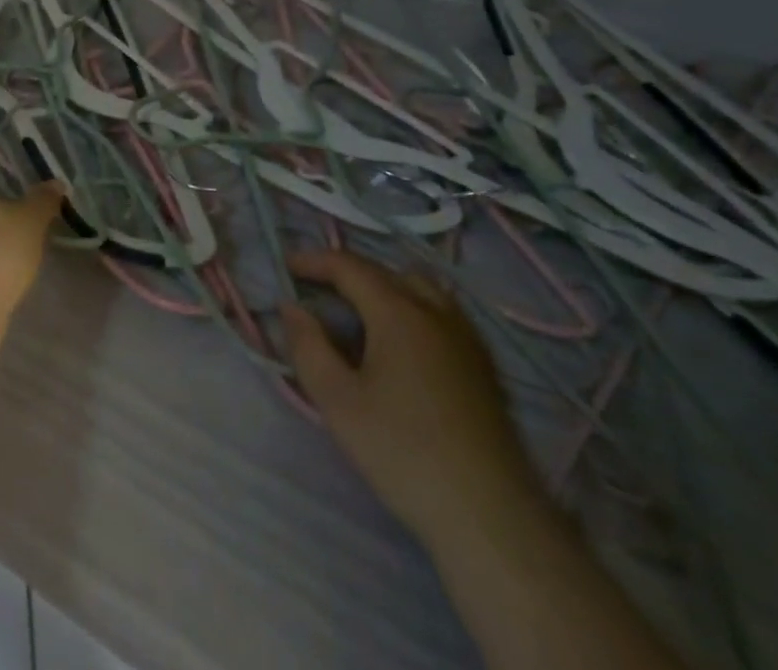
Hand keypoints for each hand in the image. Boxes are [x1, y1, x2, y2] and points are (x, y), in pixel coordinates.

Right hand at [282, 250, 545, 547]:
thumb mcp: (338, 402)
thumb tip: (291, 307)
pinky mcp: (484, 367)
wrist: (491, 517)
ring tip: (360, 311)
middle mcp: (435, 311)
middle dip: (347, 272)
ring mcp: (466, 338)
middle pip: (385, 272)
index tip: (286, 265)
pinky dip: (413, 307)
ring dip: (384, 287)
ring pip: (420, 289)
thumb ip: (308, 346)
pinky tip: (404, 343)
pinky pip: (442, 313)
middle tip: (317, 289)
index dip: (314, 260)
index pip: (349, 266)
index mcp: (398, 312)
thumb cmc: (404, 453)